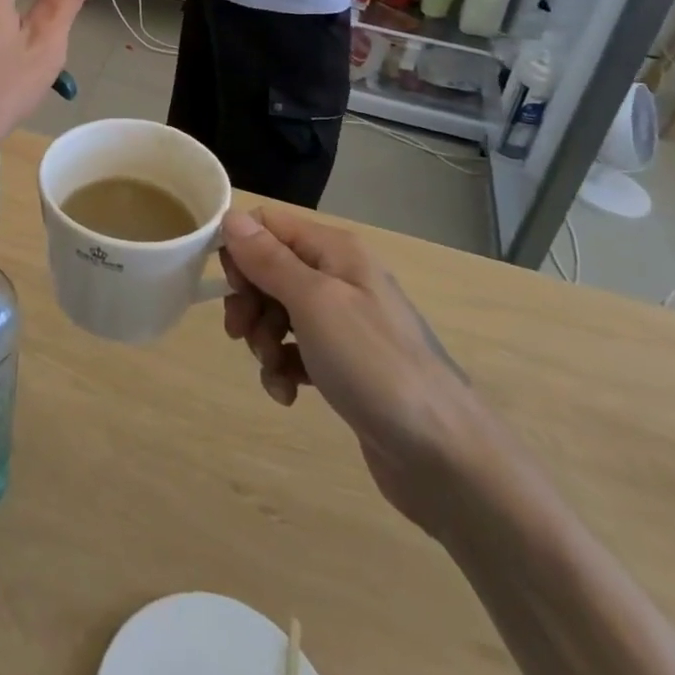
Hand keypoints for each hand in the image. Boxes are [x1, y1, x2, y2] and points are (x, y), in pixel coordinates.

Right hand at [220, 206, 495, 532]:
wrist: (443, 457)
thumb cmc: (374, 365)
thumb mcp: (314, 303)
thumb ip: (269, 259)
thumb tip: (230, 216)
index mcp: (335, 250)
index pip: (268, 224)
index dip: (240, 249)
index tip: (231, 287)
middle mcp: (339, 276)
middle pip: (270, 268)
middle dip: (249, 301)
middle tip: (241, 334)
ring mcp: (344, 322)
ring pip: (278, 312)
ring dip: (263, 339)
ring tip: (273, 369)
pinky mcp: (344, 364)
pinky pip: (296, 350)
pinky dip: (284, 368)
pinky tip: (288, 394)